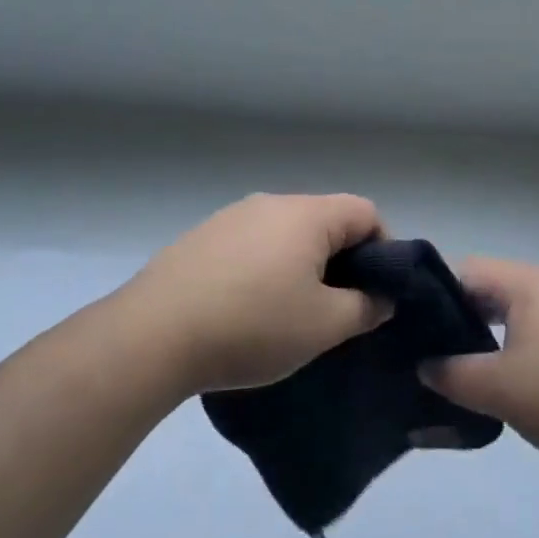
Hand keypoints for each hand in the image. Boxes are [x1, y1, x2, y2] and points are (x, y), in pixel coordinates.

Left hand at [128, 193, 392, 395]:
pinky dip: (265, 269)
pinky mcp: (203, 238)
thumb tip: (382, 297)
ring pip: (287, 234)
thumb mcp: (322, 326)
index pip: (365, 212)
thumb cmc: (252, 325)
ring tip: (291, 313)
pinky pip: (252, 245)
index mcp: (307, 214)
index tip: (377, 292)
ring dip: (302, 265)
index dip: (383, 249)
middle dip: (342, 261)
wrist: (154, 334)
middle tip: (338, 308)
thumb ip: (365, 308)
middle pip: (325, 221)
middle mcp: (272, 203)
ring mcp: (232, 217)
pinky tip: (248, 309)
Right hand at [420, 257, 538, 470]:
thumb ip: (452, 375)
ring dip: (493, 335)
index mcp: (527, 282)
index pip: (467, 271)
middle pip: (494, 289)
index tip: (416, 329)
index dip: (436, 296)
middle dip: (463, 318)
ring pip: (519, 311)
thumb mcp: (498, 389)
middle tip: (438, 354)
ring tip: (472, 371)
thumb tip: (424, 366)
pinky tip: (518, 381)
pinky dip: (522, 346)